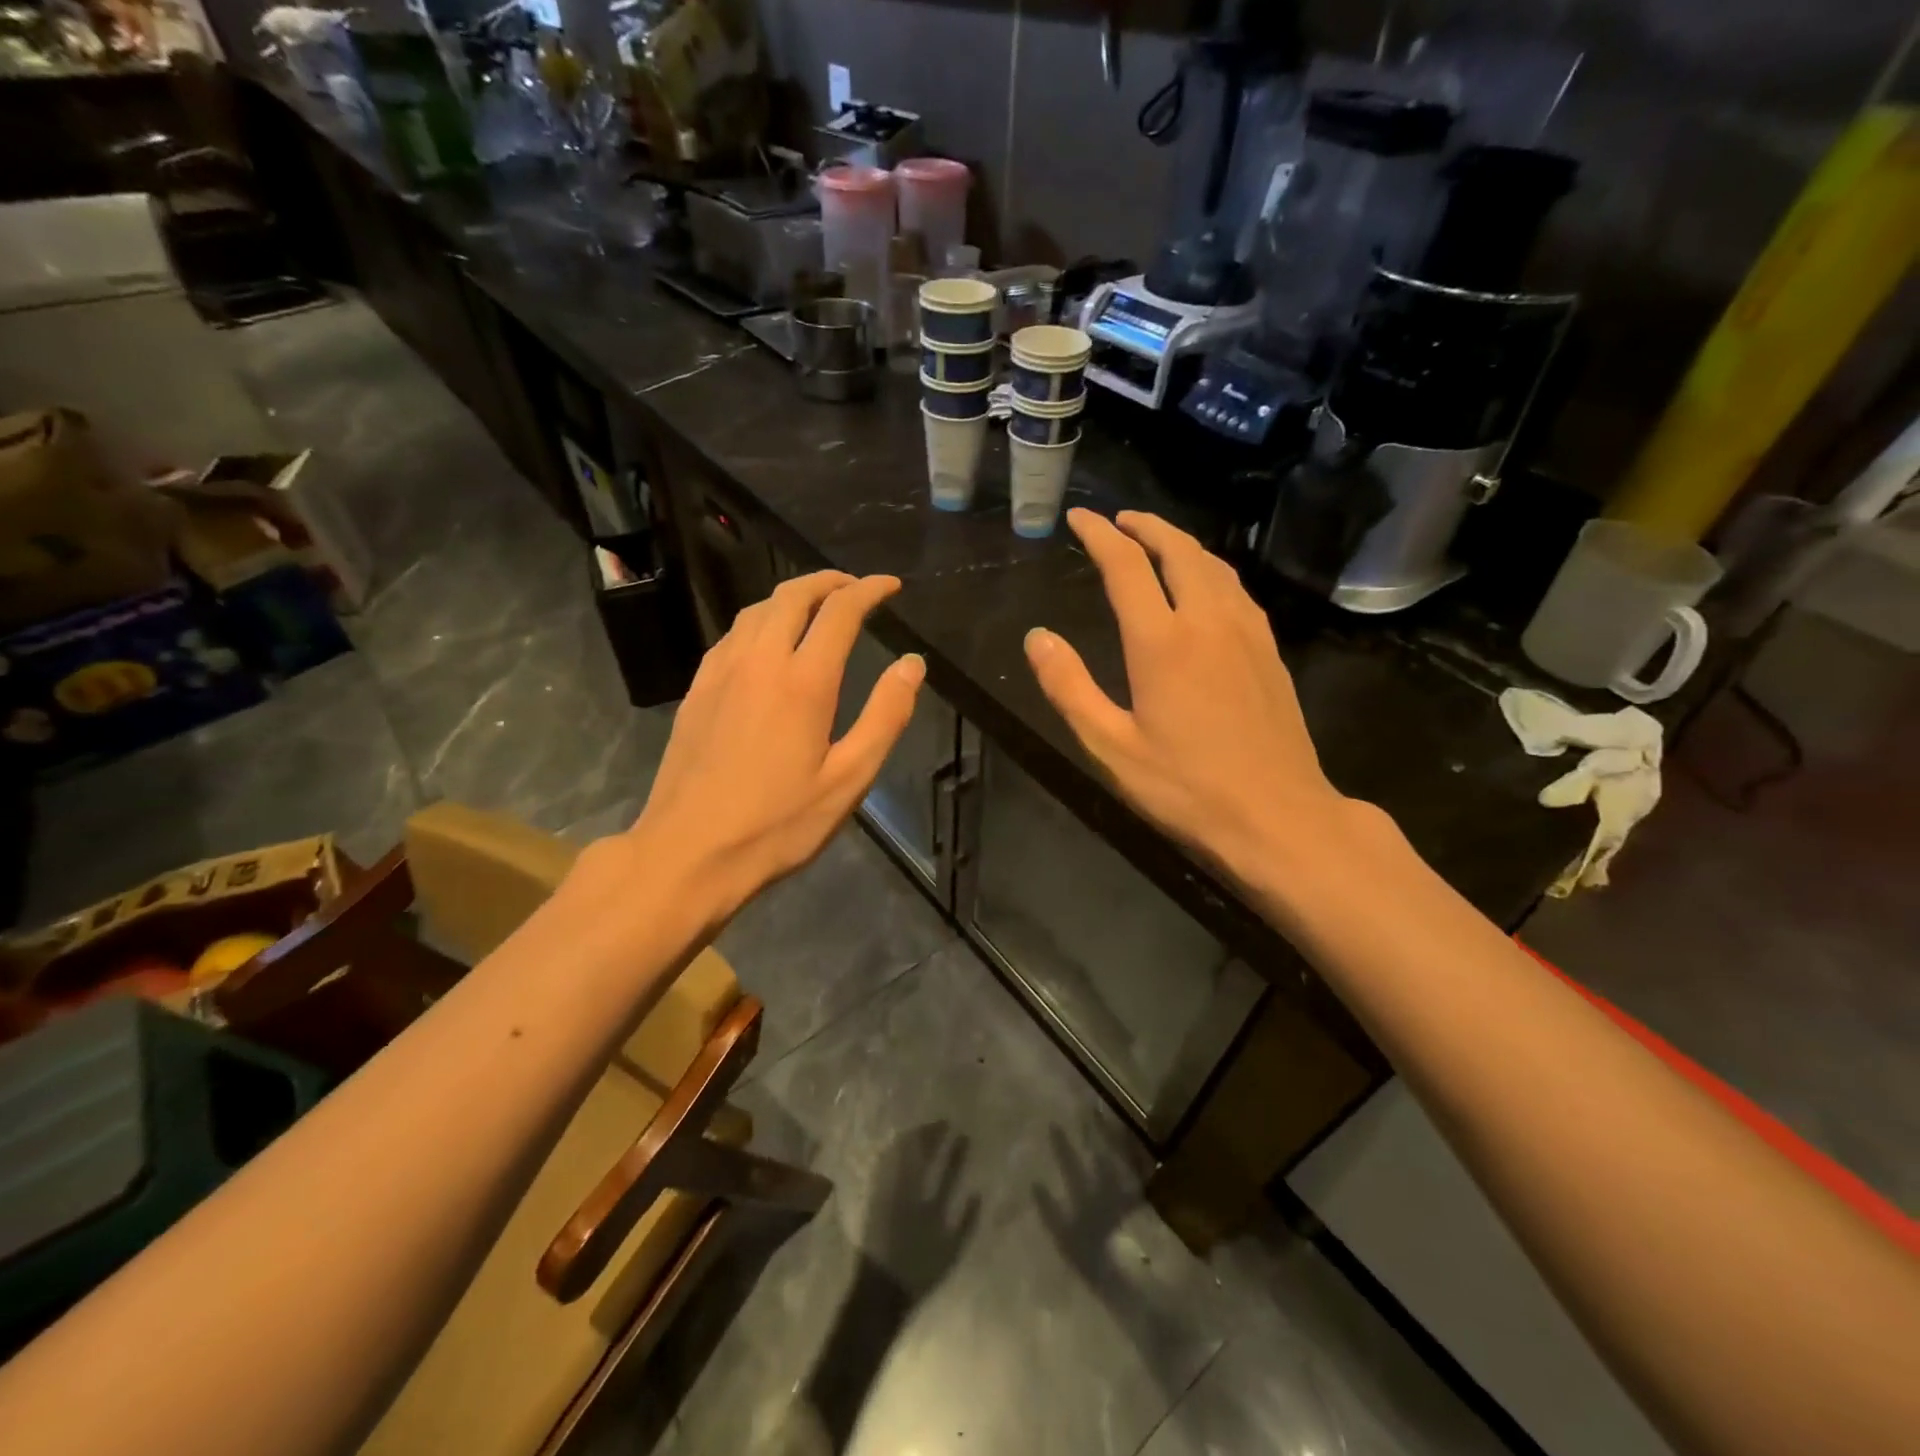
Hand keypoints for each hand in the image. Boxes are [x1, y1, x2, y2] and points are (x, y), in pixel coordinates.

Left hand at [627, 571, 923, 927]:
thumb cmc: (778, 824)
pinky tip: (767, 642)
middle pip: (792, 596)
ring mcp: (720, 672)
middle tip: (855, 587)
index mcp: (803, 681)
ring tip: (817, 606)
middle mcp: (759, 661)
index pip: (839, 612)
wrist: (688, 853)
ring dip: (792, 596)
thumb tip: (912, 664)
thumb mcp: (848, 780)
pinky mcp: (697, 690)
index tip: (890, 586)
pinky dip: (760, 620)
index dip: (868, 590)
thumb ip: (885, 717)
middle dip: (828, 581)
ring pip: (757, 610)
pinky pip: (732, 634)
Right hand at [1024, 509, 1352, 891]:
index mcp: (1162, 641)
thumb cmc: (1186, 788)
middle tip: (1118, 520)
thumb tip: (1037, 637)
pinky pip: (1236, 589)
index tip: (1079, 518)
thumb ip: (1069, 688)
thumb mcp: (1111, 747)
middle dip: (1145, 526)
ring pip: (1213, 565)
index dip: (1099, 535)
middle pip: (1178, 550)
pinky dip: (1210, 569)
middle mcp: (1208, 621)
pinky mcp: (1270, 651)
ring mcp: (1247, 633)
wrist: (1279, 817)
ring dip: (1180, 543)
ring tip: (1155, 541)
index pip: (1126, 566)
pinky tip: (1204, 585)